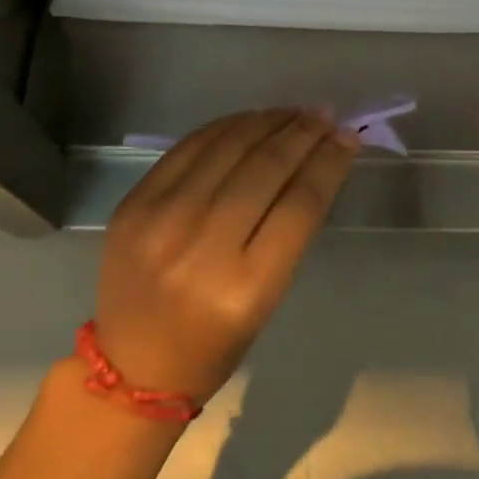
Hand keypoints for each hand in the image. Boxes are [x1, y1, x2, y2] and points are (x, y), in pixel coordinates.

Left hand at [95, 108, 359, 402]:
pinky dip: (226, 127)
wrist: (130, 366)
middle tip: (325, 115)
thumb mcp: (266, 297)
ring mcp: (161, 220)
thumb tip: (315, 162)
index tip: (348, 137)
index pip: (300, 204)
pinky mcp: (134, 203)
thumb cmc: (213, 344)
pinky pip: (189, 147)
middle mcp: (202, 248)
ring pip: (228, 147)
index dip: (329, 162)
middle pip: (266, 168)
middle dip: (303, 134)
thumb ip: (289, 229)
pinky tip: (250, 120)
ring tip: (293, 112)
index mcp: (246, 288)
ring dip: (268, 121)